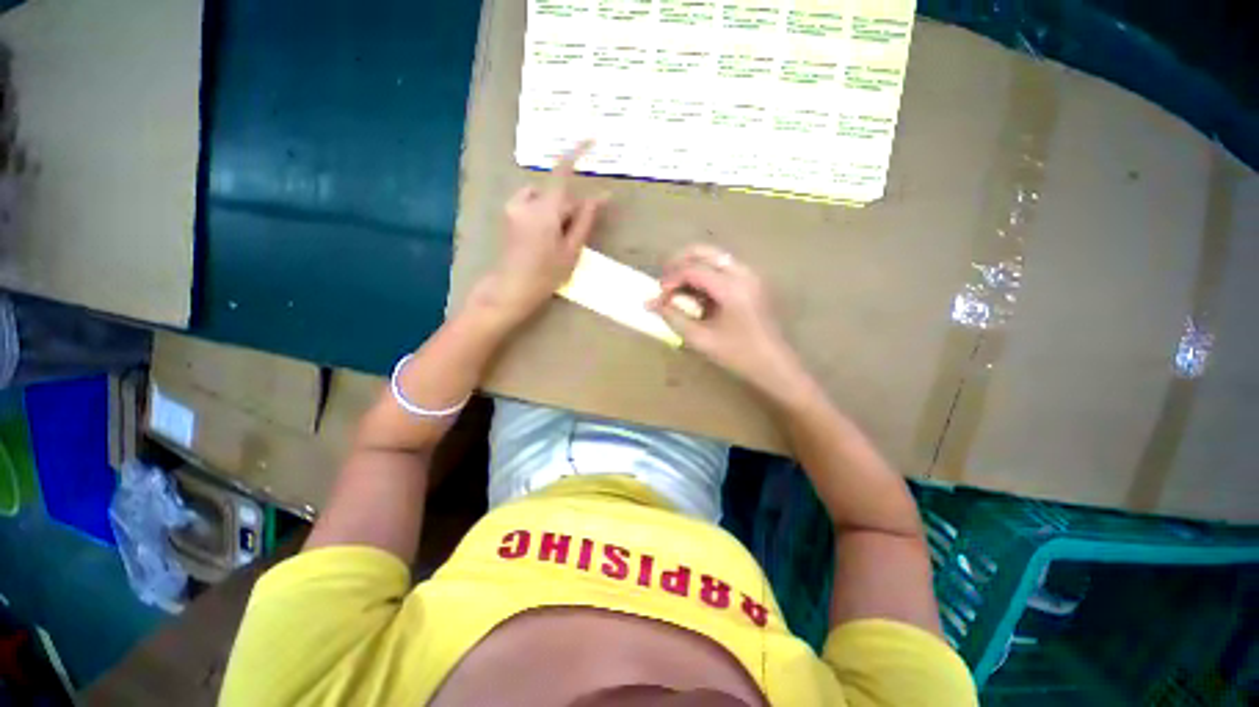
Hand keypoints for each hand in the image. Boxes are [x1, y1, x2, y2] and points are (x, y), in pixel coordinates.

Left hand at [469, 142, 606, 329]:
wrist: (511, 289)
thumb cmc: (545, 275)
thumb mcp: (571, 250)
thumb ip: (584, 221)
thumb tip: (599, 197)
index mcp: (545, 210)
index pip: (562, 172)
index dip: (577, 152)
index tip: (592, 139)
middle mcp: (526, 202)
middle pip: (557, 193)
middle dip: (571, 208)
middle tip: (576, 234)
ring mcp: (514, 207)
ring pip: (545, 199)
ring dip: (557, 211)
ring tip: (559, 239)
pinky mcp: (509, 214)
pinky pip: (533, 204)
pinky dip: (544, 213)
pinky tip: (545, 236)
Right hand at [649, 245, 804, 395]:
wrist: (774, 364)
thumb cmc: (738, 355)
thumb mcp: (701, 339)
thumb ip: (673, 318)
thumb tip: (650, 303)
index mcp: (731, 287)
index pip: (692, 269)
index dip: (670, 279)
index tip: (658, 295)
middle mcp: (742, 273)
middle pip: (705, 252)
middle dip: (680, 262)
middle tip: (664, 281)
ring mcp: (750, 275)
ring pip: (715, 257)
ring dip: (693, 266)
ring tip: (678, 287)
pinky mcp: (753, 282)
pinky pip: (724, 267)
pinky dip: (706, 273)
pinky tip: (698, 293)